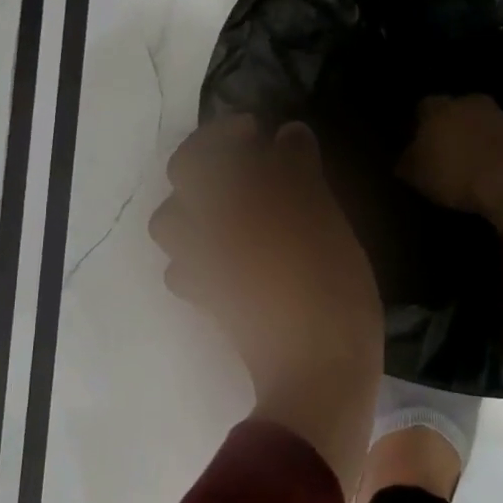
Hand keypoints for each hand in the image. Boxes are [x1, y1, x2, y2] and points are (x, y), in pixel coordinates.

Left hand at [150, 117, 383, 493]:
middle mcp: (204, 237)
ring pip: (174, 230)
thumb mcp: (325, 219)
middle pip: (179, 190)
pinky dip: (203, 252)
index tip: (258, 130)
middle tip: (246, 164)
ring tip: (237, 207)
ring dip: (198, 209)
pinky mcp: (214, 305)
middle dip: (204, 168)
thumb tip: (287, 134)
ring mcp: (205, 273)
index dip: (222, 134)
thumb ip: (299, 171)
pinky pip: (189, 269)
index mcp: (228, 210)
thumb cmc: (328, 287)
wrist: (318, 372)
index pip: (200, 157)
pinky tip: (237, 252)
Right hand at [397, 95, 502, 231]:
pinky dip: (489, 150)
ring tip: (464, 164)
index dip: (417, 127)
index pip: (421, 109)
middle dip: (445, 129)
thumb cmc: (455, 173)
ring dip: (470, 138)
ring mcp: (496, 115)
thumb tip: (404, 159)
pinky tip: (485, 170)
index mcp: (436, 107)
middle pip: (451, 111)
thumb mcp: (417, 175)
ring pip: (475, 123)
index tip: (415, 146)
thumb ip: (407, 163)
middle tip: (439, 153)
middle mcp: (466, 102)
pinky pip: (495, 139)